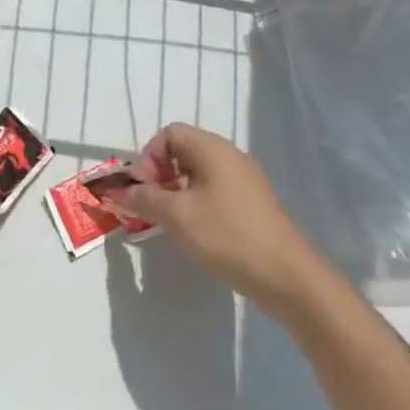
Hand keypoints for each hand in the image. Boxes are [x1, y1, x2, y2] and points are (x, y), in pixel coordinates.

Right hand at [105, 123, 324, 311]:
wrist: (286, 275)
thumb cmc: (227, 235)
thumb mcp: (178, 216)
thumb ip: (146, 199)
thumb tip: (123, 191)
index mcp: (212, 149)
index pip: (170, 134)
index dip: (149, 157)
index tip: (144, 189)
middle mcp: (229, 156)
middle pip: (183, 151)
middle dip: (160, 176)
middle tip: (152, 207)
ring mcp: (244, 180)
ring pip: (198, 173)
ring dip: (177, 192)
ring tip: (170, 222)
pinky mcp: (251, 204)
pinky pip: (214, 190)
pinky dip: (197, 204)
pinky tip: (195, 232)